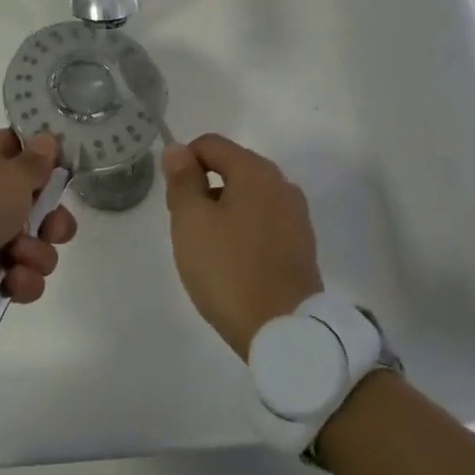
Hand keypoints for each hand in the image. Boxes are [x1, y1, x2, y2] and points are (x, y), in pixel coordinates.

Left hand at [0, 130, 76, 306]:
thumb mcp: (13, 175)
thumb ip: (36, 159)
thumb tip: (47, 137)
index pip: (22, 148)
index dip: (44, 156)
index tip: (62, 168)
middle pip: (44, 207)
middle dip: (56, 223)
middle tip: (49, 229)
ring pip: (41, 246)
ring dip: (37, 254)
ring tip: (17, 257)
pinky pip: (26, 277)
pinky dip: (22, 281)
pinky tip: (10, 280)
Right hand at [162, 134, 321, 357]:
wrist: (284, 330)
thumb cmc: (229, 269)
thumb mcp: (191, 221)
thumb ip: (182, 180)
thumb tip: (178, 150)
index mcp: (256, 171)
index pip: (211, 144)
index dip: (183, 161)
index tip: (173, 198)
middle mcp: (282, 185)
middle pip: (232, 168)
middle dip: (203, 188)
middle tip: (186, 226)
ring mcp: (296, 216)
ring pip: (248, 197)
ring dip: (223, 210)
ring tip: (208, 248)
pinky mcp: (301, 245)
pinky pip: (263, 222)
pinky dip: (243, 230)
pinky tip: (233, 262)